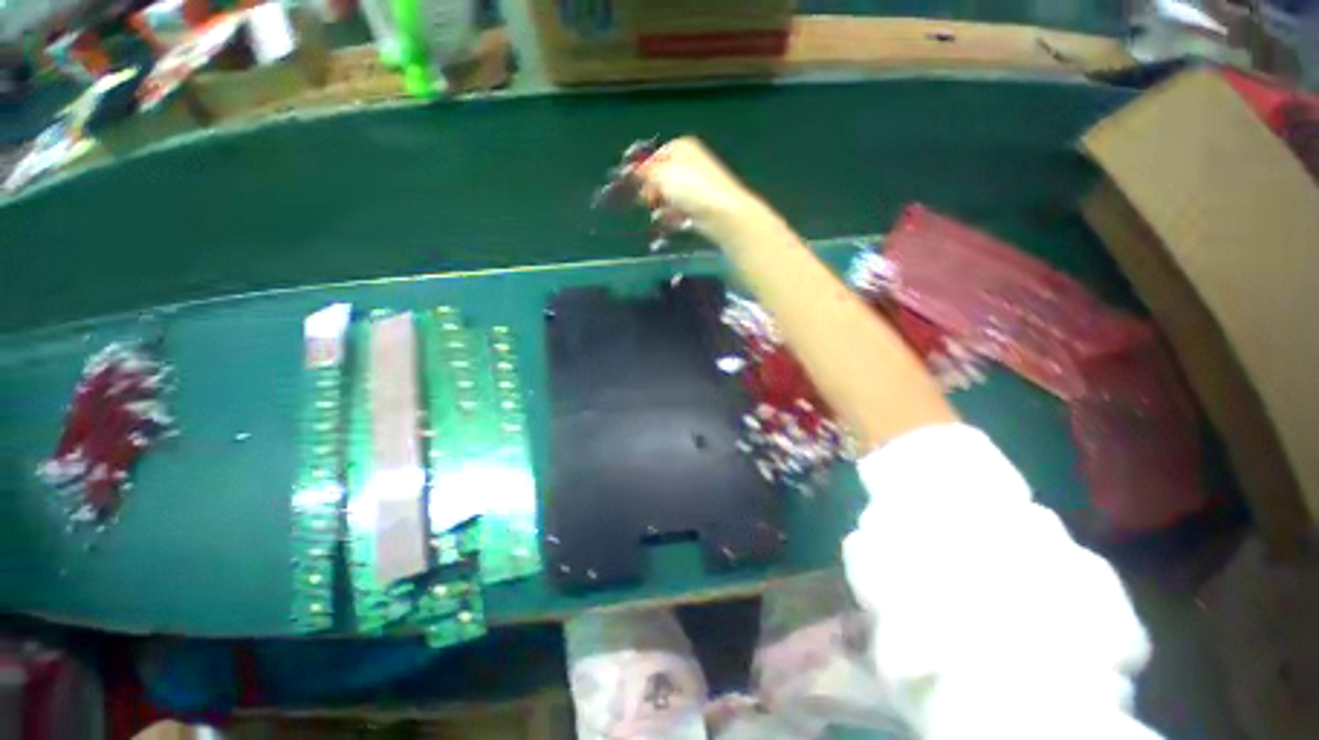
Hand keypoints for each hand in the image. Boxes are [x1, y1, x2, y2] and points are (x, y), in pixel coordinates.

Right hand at [634, 137, 762, 239]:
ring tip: (665, 214)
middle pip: (662, 178)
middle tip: (650, 202)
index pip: (655, 157)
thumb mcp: (661, 175)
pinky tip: (677, 222)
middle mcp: (690, 163)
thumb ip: (644, 172)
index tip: (637, 186)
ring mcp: (697, 185)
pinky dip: (676, 217)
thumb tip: (632, 170)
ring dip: (664, 207)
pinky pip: (681, 211)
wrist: (722, 213)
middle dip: (654, 191)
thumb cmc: (690, 189)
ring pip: (671, 197)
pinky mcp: (701, 206)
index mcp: (682, 147)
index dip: (645, 172)